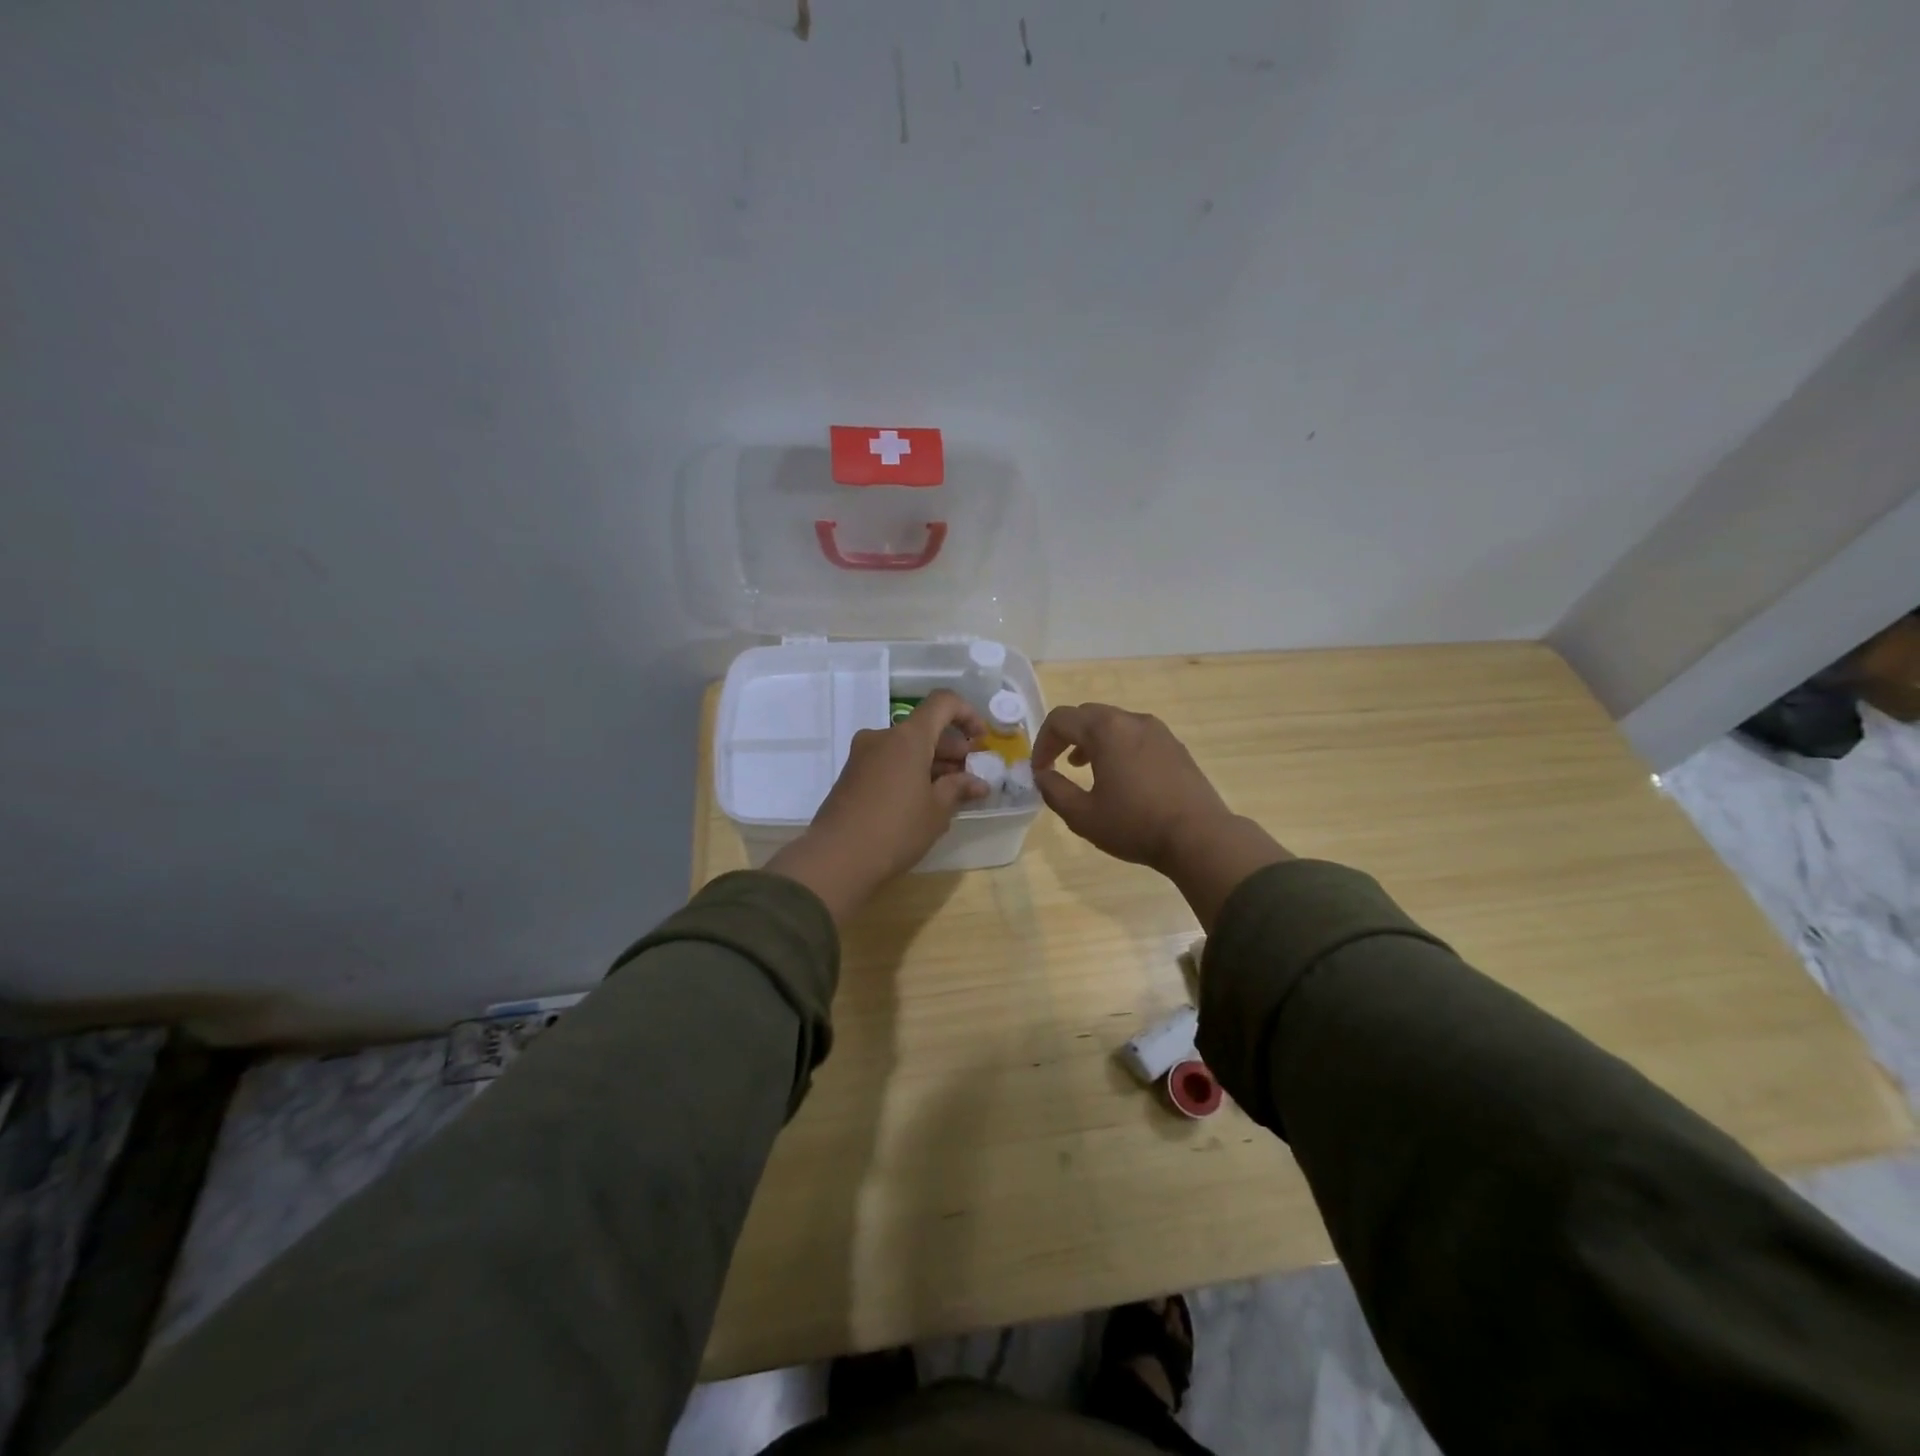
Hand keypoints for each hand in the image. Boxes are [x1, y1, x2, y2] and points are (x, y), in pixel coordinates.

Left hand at [766, 690, 988, 921]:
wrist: (836, 858)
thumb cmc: (896, 830)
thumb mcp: (937, 811)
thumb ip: (958, 789)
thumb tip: (977, 782)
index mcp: (908, 737)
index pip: (943, 703)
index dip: (967, 714)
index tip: (980, 741)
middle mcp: (883, 737)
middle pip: (924, 728)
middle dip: (951, 747)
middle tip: (970, 775)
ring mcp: (862, 755)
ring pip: (906, 747)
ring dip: (931, 762)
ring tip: (951, 792)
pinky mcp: (851, 775)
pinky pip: (889, 762)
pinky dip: (910, 771)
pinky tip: (922, 800)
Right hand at [1032, 703, 1232, 869]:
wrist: (1199, 837)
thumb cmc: (1135, 825)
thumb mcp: (1082, 816)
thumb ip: (1054, 790)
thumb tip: (1042, 775)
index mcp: (1106, 730)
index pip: (1060, 719)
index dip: (1042, 742)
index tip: (1040, 770)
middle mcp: (1132, 720)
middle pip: (1087, 715)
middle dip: (1066, 737)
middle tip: (1057, 764)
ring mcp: (1158, 731)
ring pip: (1114, 723)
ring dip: (1092, 741)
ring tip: (1086, 769)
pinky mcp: (1175, 747)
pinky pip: (1136, 735)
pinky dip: (1118, 746)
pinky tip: (1121, 777)